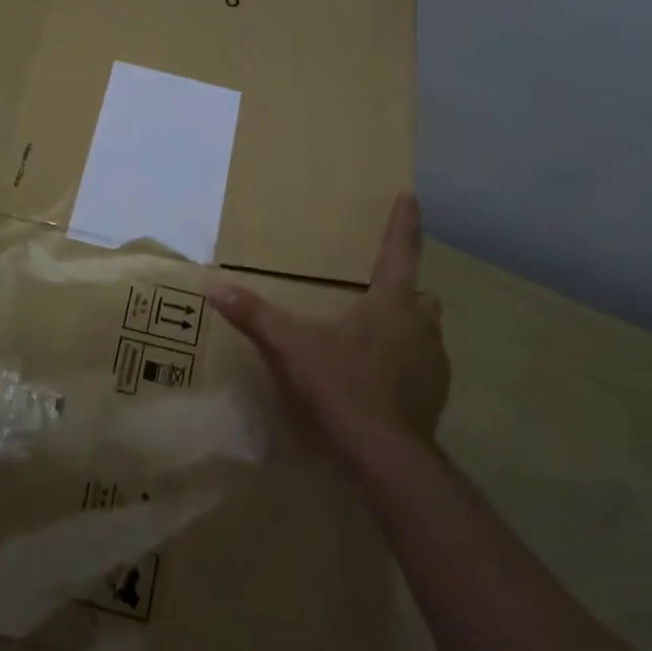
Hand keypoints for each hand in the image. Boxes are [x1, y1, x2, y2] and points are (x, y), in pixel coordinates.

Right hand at [207, 193, 446, 460]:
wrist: (385, 455)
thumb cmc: (341, 386)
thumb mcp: (290, 348)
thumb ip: (254, 316)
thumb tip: (214, 286)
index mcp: (391, 303)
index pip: (400, 251)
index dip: (404, 222)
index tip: (411, 195)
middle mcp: (420, 325)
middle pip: (420, 295)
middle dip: (404, 291)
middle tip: (377, 295)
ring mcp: (434, 363)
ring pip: (425, 331)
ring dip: (406, 329)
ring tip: (373, 340)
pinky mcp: (436, 396)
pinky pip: (425, 367)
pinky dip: (407, 365)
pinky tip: (380, 381)